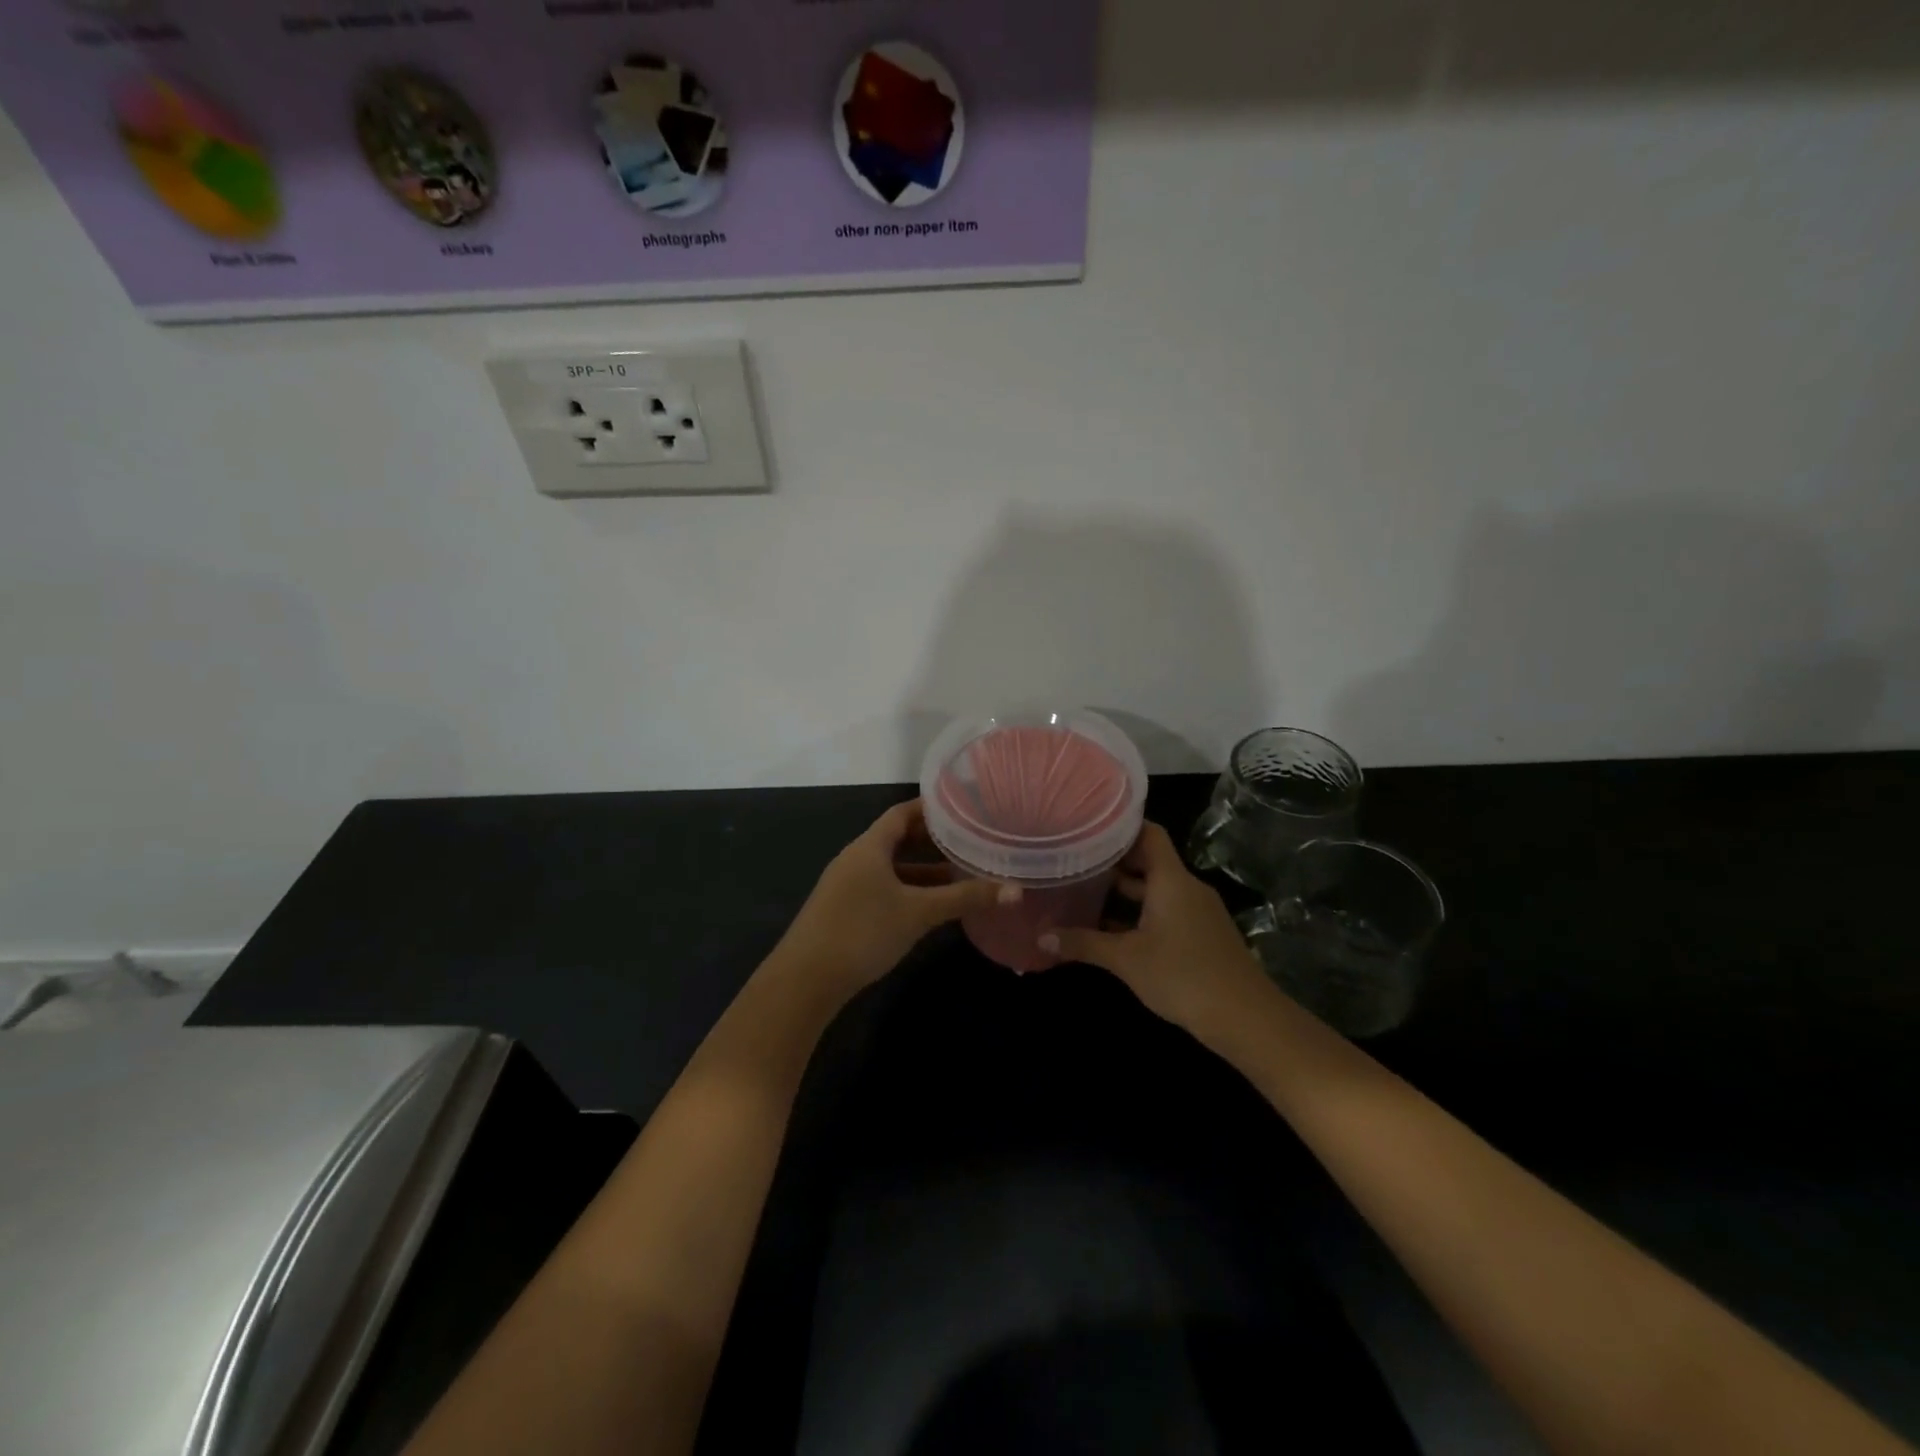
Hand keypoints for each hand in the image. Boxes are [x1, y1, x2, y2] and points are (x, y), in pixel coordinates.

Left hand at [775, 799, 1011, 1001]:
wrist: (805, 980)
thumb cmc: (863, 931)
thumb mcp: (918, 913)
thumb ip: (964, 898)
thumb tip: (1014, 890)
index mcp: (869, 846)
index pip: (902, 812)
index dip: (932, 807)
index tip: (963, 806)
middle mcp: (856, 857)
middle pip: (896, 837)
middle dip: (931, 838)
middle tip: (968, 838)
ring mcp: (847, 884)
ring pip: (890, 866)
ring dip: (921, 868)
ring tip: (958, 871)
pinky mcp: (844, 909)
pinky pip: (882, 886)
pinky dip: (907, 888)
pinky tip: (929, 905)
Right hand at [1039, 822, 1268, 1038]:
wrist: (1246, 1018)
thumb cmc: (1183, 976)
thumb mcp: (1126, 959)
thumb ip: (1083, 943)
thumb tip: (1041, 936)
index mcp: (1171, 880)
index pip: (1149, 833)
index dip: (1121, 826)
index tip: (1088, 825)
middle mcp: (1186, 887)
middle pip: (1149, 861)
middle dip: (1114, 861)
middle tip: (1075, 859)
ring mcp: (1197, 912)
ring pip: (1156, 889)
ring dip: (1125, 891)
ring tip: (1085, 889)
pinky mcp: (1201, 935)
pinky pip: (1165, 911)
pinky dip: (1140, 913)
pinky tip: (1112, 928)